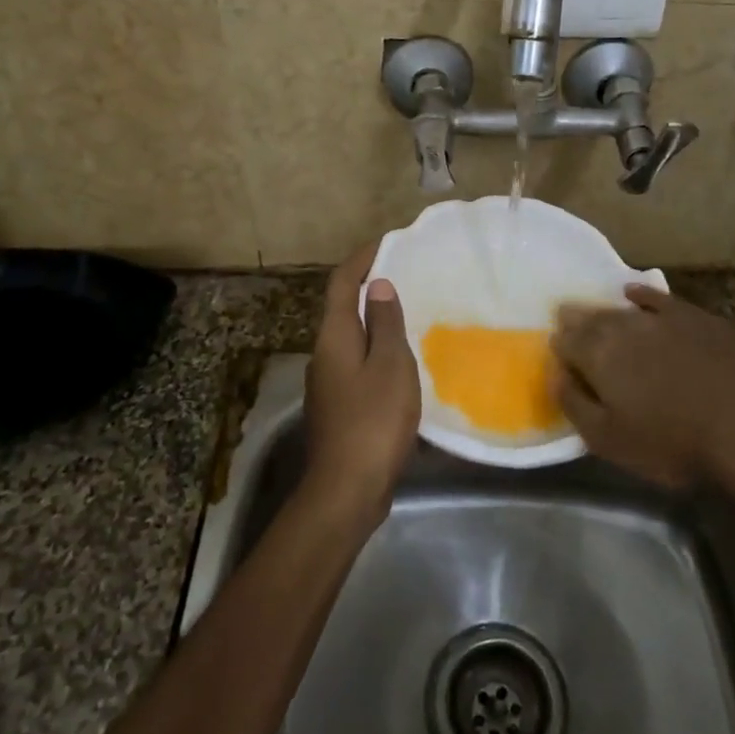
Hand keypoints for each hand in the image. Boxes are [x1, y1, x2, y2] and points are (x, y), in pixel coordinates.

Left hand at [302, 243, 421, 523]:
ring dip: (375, 322)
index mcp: (334, 337)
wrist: (347, 490)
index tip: (387, 243)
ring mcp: (328, 383)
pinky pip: (358, 364)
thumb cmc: (373, 420)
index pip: (342, 283)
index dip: (362, 259)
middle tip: (406, 276)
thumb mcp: (390, 365)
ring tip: (410, 315)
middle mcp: (324, 354)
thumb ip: (384, 323)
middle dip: (370, 288)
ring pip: (351, 338)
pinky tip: (403, 363)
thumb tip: (377, 285)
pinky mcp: (339, 407)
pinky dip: (378, 351)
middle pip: (343, 309)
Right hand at [551, 284, 734, 497]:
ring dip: (604, 310)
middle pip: (590, 318)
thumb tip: (554, 372)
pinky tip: (635, 293)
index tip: (557, 350)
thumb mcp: (608, 439)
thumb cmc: (670, 442)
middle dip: (576, 320)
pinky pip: (658, 298)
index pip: (565, 340)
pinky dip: (642, 294)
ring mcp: (660, 317)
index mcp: (597, 354)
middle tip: (568, 321)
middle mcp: (622, 325)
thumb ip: (573, 402)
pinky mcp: (694, 316)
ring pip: (621, 308)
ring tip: (596, 313)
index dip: (559, 345)